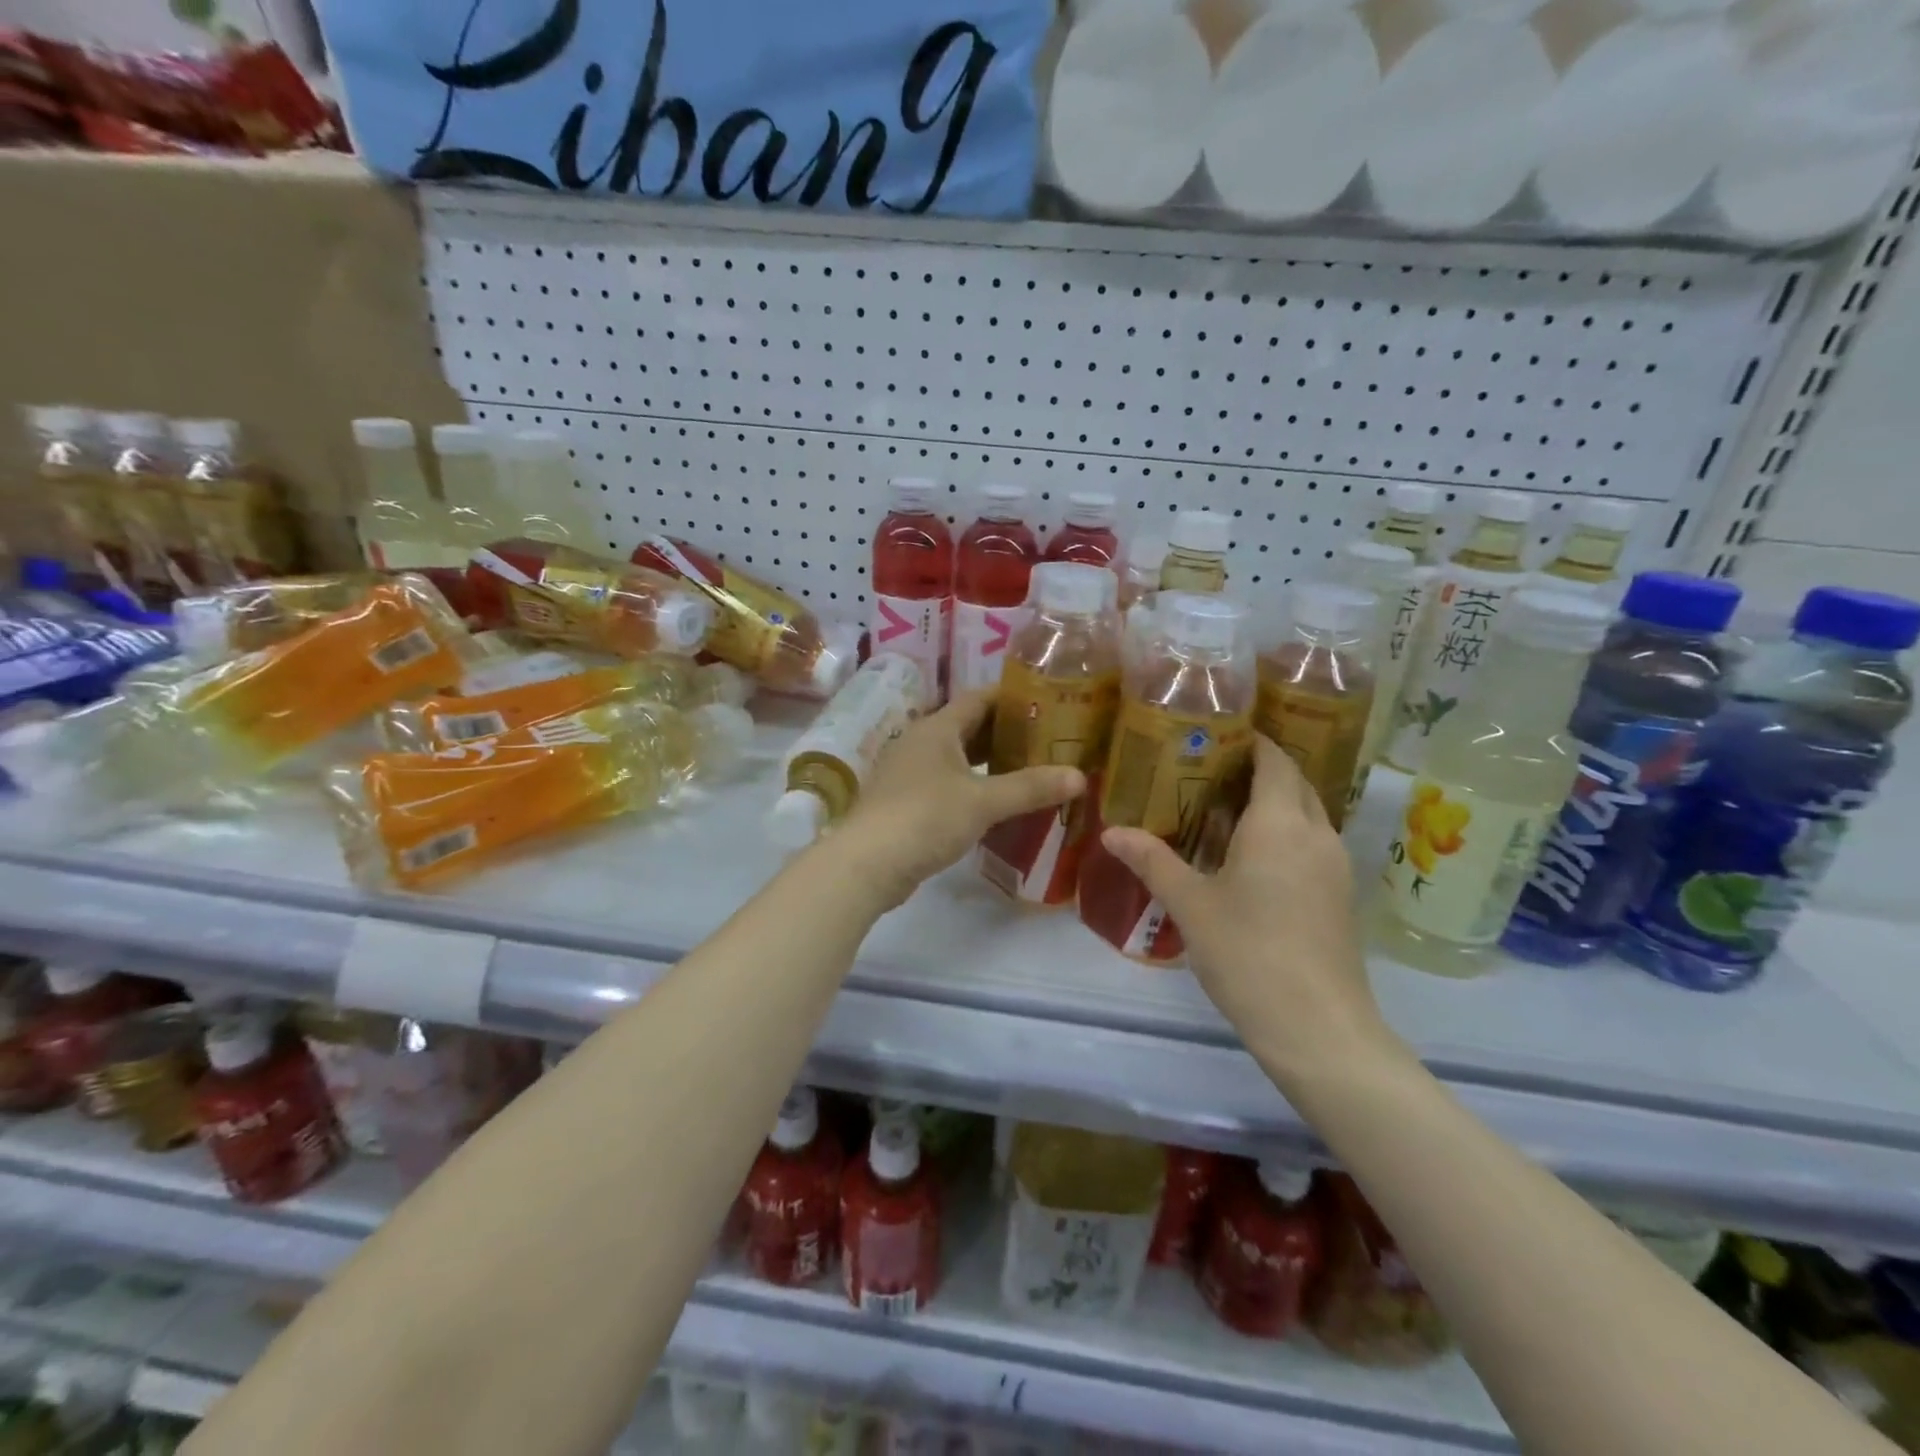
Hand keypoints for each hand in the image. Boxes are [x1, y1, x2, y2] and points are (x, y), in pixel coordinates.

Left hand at [833, 689, 1084, 910]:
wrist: (867, 863)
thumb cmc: (925, 818)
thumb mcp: (983, 801)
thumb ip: (1030, 787)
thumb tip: (1080, 776)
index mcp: (936, 728)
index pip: (979, 698)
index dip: (1012, 696)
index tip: (1047, 699)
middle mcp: (919, 742)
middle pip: (968, 727)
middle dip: (1006, 731)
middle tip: (1048, 738)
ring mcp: (908, 772)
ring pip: (957, 757)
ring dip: (989, 761)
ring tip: (1029, 768)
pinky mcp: (905, 802)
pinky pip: (947, 783)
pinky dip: (973, 785)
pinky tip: (995, 802)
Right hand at [1098, 738, 1390, 1086]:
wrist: (1317, 1027)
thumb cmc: (1247, 952)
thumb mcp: (1190, 904)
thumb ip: (1151, 860)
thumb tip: (1111, 832)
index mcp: (1280, 824)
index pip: (1274, 760)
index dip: (1251, 741)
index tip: (1217, 734)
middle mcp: (1315, 834)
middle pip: (1295, 783)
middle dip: (1260, 769)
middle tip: (1211, 770)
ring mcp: (1335, 866)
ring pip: (1307, 814)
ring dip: (1275, 803)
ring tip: (1224, 809)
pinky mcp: (1340, 896)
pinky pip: (1312, 843)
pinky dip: (1285, 833)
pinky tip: (1250, 858)